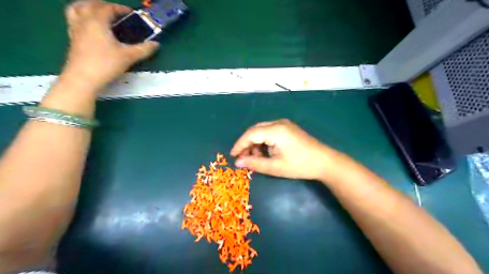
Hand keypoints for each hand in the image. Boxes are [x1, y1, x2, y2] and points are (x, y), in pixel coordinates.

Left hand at [60, 0, 160, 91]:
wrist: (84, 78)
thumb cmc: (106, 64)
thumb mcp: (129, 56)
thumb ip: (144, 49)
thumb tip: (156, 44)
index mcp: (97, 21)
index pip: (108, 8)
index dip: (121, 8)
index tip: (131, 14)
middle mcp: (83, 21)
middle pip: (90, 4)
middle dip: (104, 5)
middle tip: (116, 12)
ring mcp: (75, 29)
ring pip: (76, 8)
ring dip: (88, 6)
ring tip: (99, 13)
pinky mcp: (72, 39)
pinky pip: (73, 20)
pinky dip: (82, 17)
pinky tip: (90, 27)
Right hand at [230, 119, 340, 179]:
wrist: (324, 162)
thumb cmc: (300, 165)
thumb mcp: (275, 167)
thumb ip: (254, 163)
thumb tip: (237, 162)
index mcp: (276, 130)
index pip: (251, 134)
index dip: (240, 144)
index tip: (233, 155)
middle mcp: (279, 123)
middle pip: (255, 130)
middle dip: (247, 144)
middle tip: (243, 158)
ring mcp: (285, 124)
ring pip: (262, 130)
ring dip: (256, 143)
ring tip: (256, 157)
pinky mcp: (288, 128)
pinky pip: (270, 132)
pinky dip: (264, 141)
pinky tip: (266, 152)